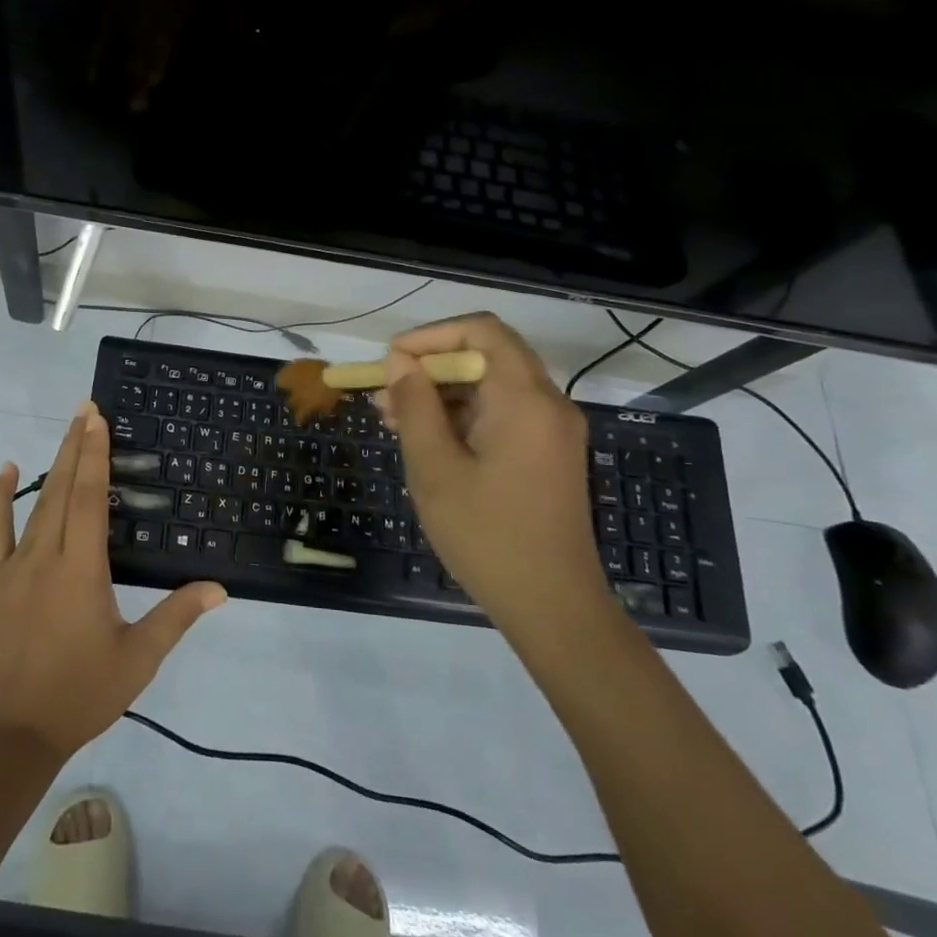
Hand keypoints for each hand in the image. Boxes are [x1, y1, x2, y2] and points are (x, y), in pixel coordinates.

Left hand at [0, 402, 226, 763]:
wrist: (7, 736)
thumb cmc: (78, 695)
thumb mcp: (136, 660)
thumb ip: (175, 618)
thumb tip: (218, 588)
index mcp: (82, 570)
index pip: (90, 498)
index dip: (94, 454)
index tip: (97, 419)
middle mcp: (46, 556)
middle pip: (62, 489)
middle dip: (75, 446)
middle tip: (85, 409)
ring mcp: (12, 567)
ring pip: (34, 504)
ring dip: (50, 465)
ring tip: (64, 432)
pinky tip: (4, 472)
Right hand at [375, 314, 613, 635]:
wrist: (552, 606)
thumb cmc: (487, 535)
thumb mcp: (435, 468)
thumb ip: (415, 406)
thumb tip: (400, 363)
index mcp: (525, 399)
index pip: (482, 330)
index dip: (431, 335)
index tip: (392, 360)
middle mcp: (547, 404)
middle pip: (486, 355)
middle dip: (430, 367)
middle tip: (384, 393)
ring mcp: (551, 430)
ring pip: (491, 386)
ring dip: (442, 393)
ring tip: (393, 418)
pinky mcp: (547, 454)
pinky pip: (501, 414)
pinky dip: (462, 416)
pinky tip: (426, 439)